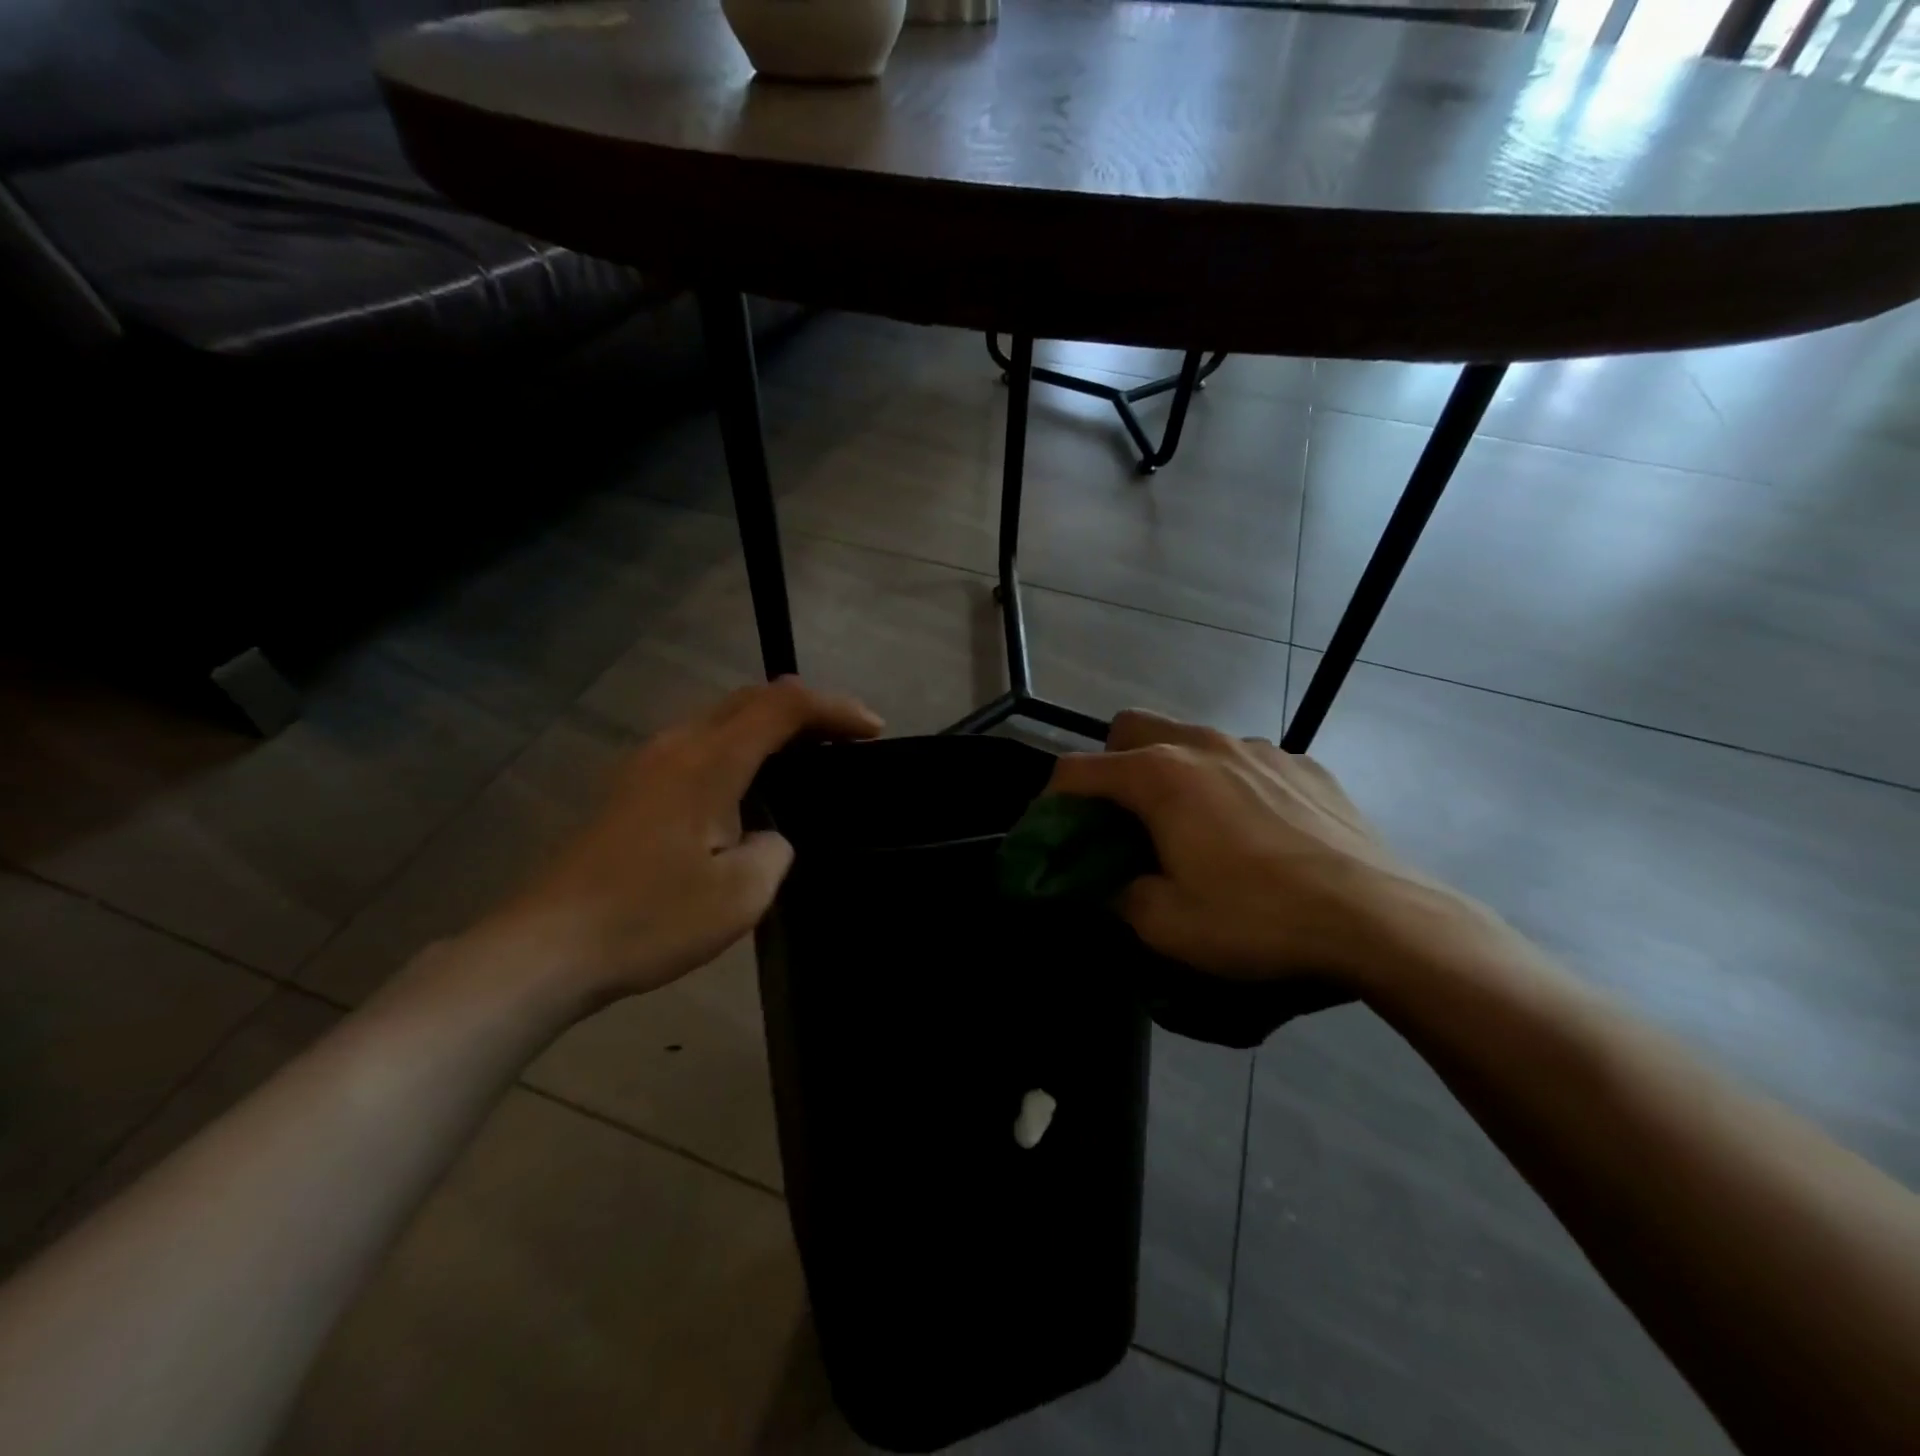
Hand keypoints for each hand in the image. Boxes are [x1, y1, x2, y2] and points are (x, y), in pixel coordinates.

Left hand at [477, 678, 882, 1004]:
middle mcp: (676, 746)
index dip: (834, 708)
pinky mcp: (630, 791)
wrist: (545, 950)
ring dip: (768, 727)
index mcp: (708, 761)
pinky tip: (750, 788)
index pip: (782, 706)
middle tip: (846, 738)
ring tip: (807, 757)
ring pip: (720, 720)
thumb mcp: (739, 895)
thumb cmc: (648, 919)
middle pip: (749, 700)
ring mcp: (646, 765)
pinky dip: (739, 749)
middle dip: (805, 709)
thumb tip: (766, 836)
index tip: (873, 731)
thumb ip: (774, 850)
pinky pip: (699, 747)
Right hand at [1048, 709, 1473, 986]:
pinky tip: (1255, 831)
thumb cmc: (1257, 919)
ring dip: (1173, 772)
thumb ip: (1118, 895)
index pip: (1077, 770)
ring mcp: (1259, 748)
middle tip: (1124, 819)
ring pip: (1191, 739)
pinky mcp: (1304, 764)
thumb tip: (1107, 884)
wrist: (1378, 919)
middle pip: (1131, 728)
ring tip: (1194, 826)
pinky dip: (1230, 784)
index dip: (1052, 801)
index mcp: (1159, 776)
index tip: (1054, 833)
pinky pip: (1246, 761)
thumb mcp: (1166, 925)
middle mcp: (1203, 744)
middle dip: (1111, 765)